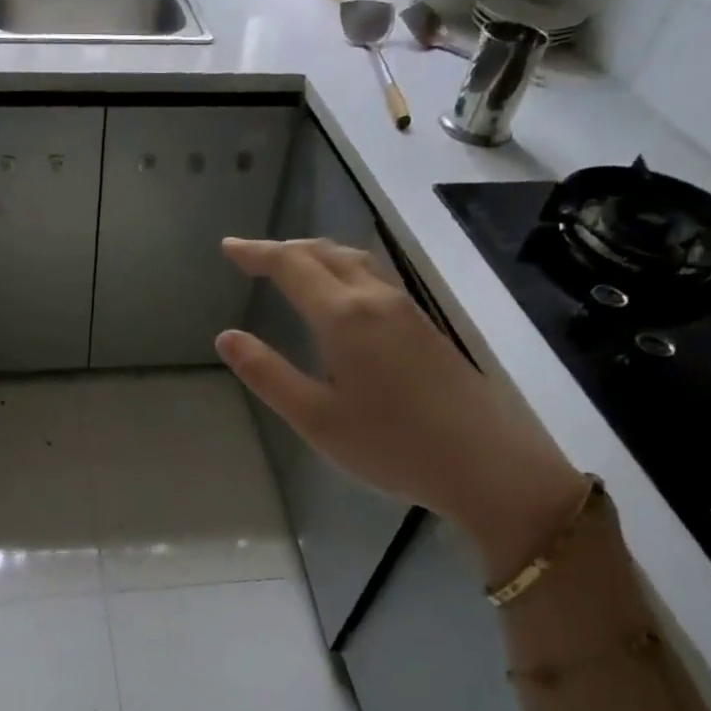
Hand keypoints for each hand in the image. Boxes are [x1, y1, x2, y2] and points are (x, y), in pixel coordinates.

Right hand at [216, 237, 586, 579]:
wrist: (484, 463)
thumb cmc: (390, 445)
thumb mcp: (315, 418)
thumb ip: (267, 374)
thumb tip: (226, 337)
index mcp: (345, 316)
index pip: (291, 266)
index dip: (257, 253)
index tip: (228, 247)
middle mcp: (376, 300)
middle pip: (325, 253)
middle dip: (284, 249)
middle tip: (251, 257)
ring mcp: (407, 310)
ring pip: (355, 261)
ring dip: (316, 255)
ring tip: (290, 266)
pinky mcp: (425, 326)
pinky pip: (374, 278)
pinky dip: (342, 269)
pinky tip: (338, 295)